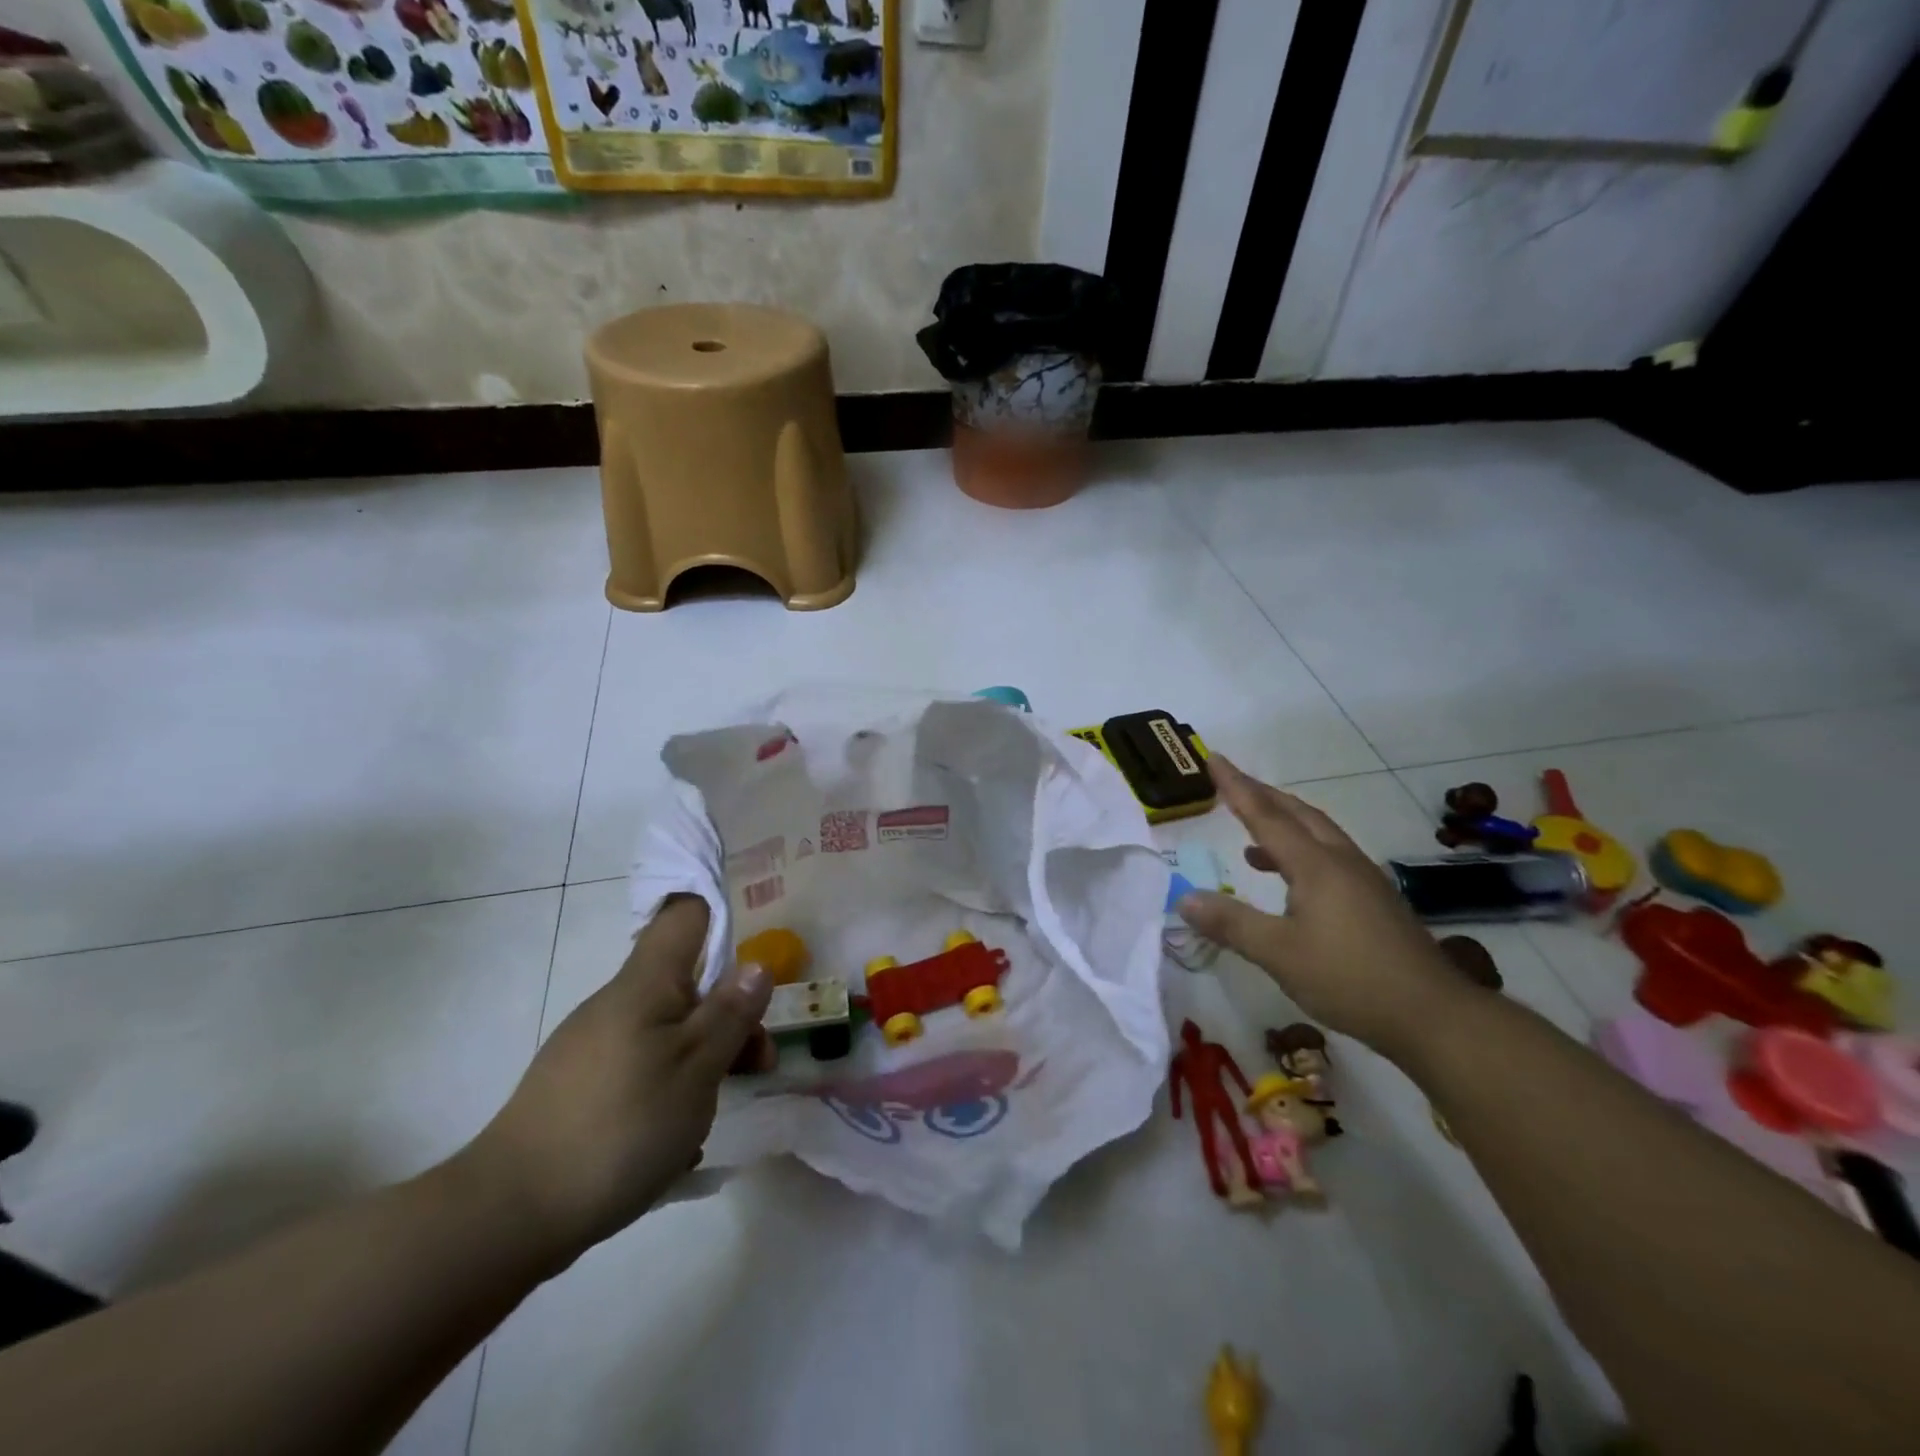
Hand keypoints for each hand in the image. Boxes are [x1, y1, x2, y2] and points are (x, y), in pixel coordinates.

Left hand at [458, 895, 772, 1267]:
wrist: (509, 1214)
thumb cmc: (621, 1126)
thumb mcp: (696, 1069)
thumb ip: (731, 1014)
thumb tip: (757, 963)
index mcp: (646, 983)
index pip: (685, 915)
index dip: (721, 918)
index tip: (754, 955)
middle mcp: (617, 1002)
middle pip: (686, 983)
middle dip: (728, 1015)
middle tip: (759, 1063)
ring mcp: (593, 1045)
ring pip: (667, 1030)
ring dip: (702, 1059)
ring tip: (713, 1115)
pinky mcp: (579, 1086)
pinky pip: (641, 1067)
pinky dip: (668, 1089)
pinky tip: (674, 1141)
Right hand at [1176, 756, 1464, 1057]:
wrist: (1434, 1015)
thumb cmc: (1350, 979)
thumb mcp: (1279, 954)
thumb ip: (1231, 923)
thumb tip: (1185, 898)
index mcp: (1316, 865)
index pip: (1266, 816)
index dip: (1237, 788)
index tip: (1214, 759)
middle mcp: (1341, 861)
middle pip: (1298, 814)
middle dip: (1263, 795)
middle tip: (1232, 783)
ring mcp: (1363, 880)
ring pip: (1318, 834)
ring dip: (1284, 822)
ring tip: (1252, 833)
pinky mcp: (1375, 901)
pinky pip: (1329, 857)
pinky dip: (1301, 851)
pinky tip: (1291, 880)